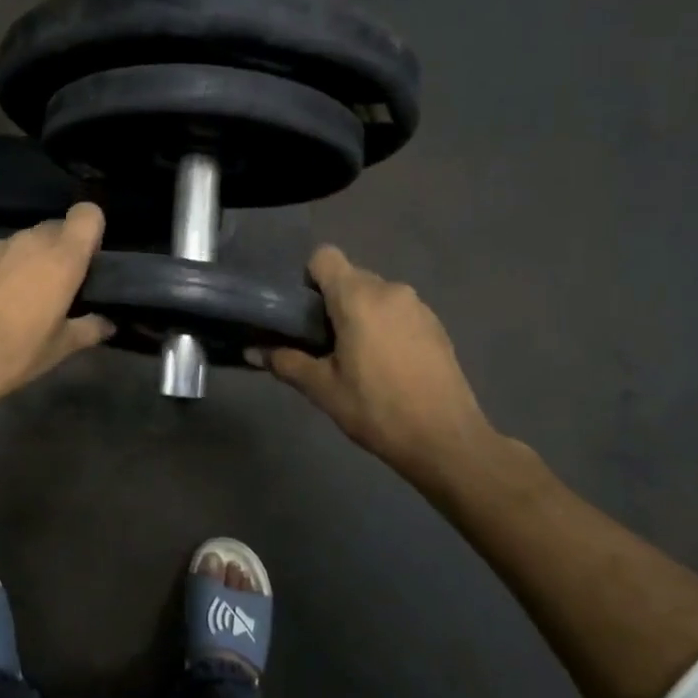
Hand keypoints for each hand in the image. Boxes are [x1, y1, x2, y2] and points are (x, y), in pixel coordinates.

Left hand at [0, 203, 113, 409]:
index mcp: (61, 258)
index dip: (91, 231)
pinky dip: (1, 269)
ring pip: (24, 242)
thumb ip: (89, 328)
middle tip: (58, 288)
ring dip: (30, 261)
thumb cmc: (15, 354)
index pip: (88, 214)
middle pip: (56, 228)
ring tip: (21, 299)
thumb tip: (108, 323)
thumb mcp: (60, 348)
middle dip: (61, 250)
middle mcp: (29, 241)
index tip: (88, 261)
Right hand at [266, 246, 507, 494]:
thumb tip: (251, 351)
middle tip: (322, 343)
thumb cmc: (377, 409)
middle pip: (350, 277)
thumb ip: (285, 362)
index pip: (325, 257)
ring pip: (375, 295)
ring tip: (355, 358)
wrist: (446, 440)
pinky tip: (386, 365)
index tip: (302, 313)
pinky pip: (398, 311)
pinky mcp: (436, 325)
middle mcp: (390, 290)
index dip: (308, 278)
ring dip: (360, 314)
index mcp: (358, 297)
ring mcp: (418, 306)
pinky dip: (384, 326)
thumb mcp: (323, 389)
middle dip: (332, 302)